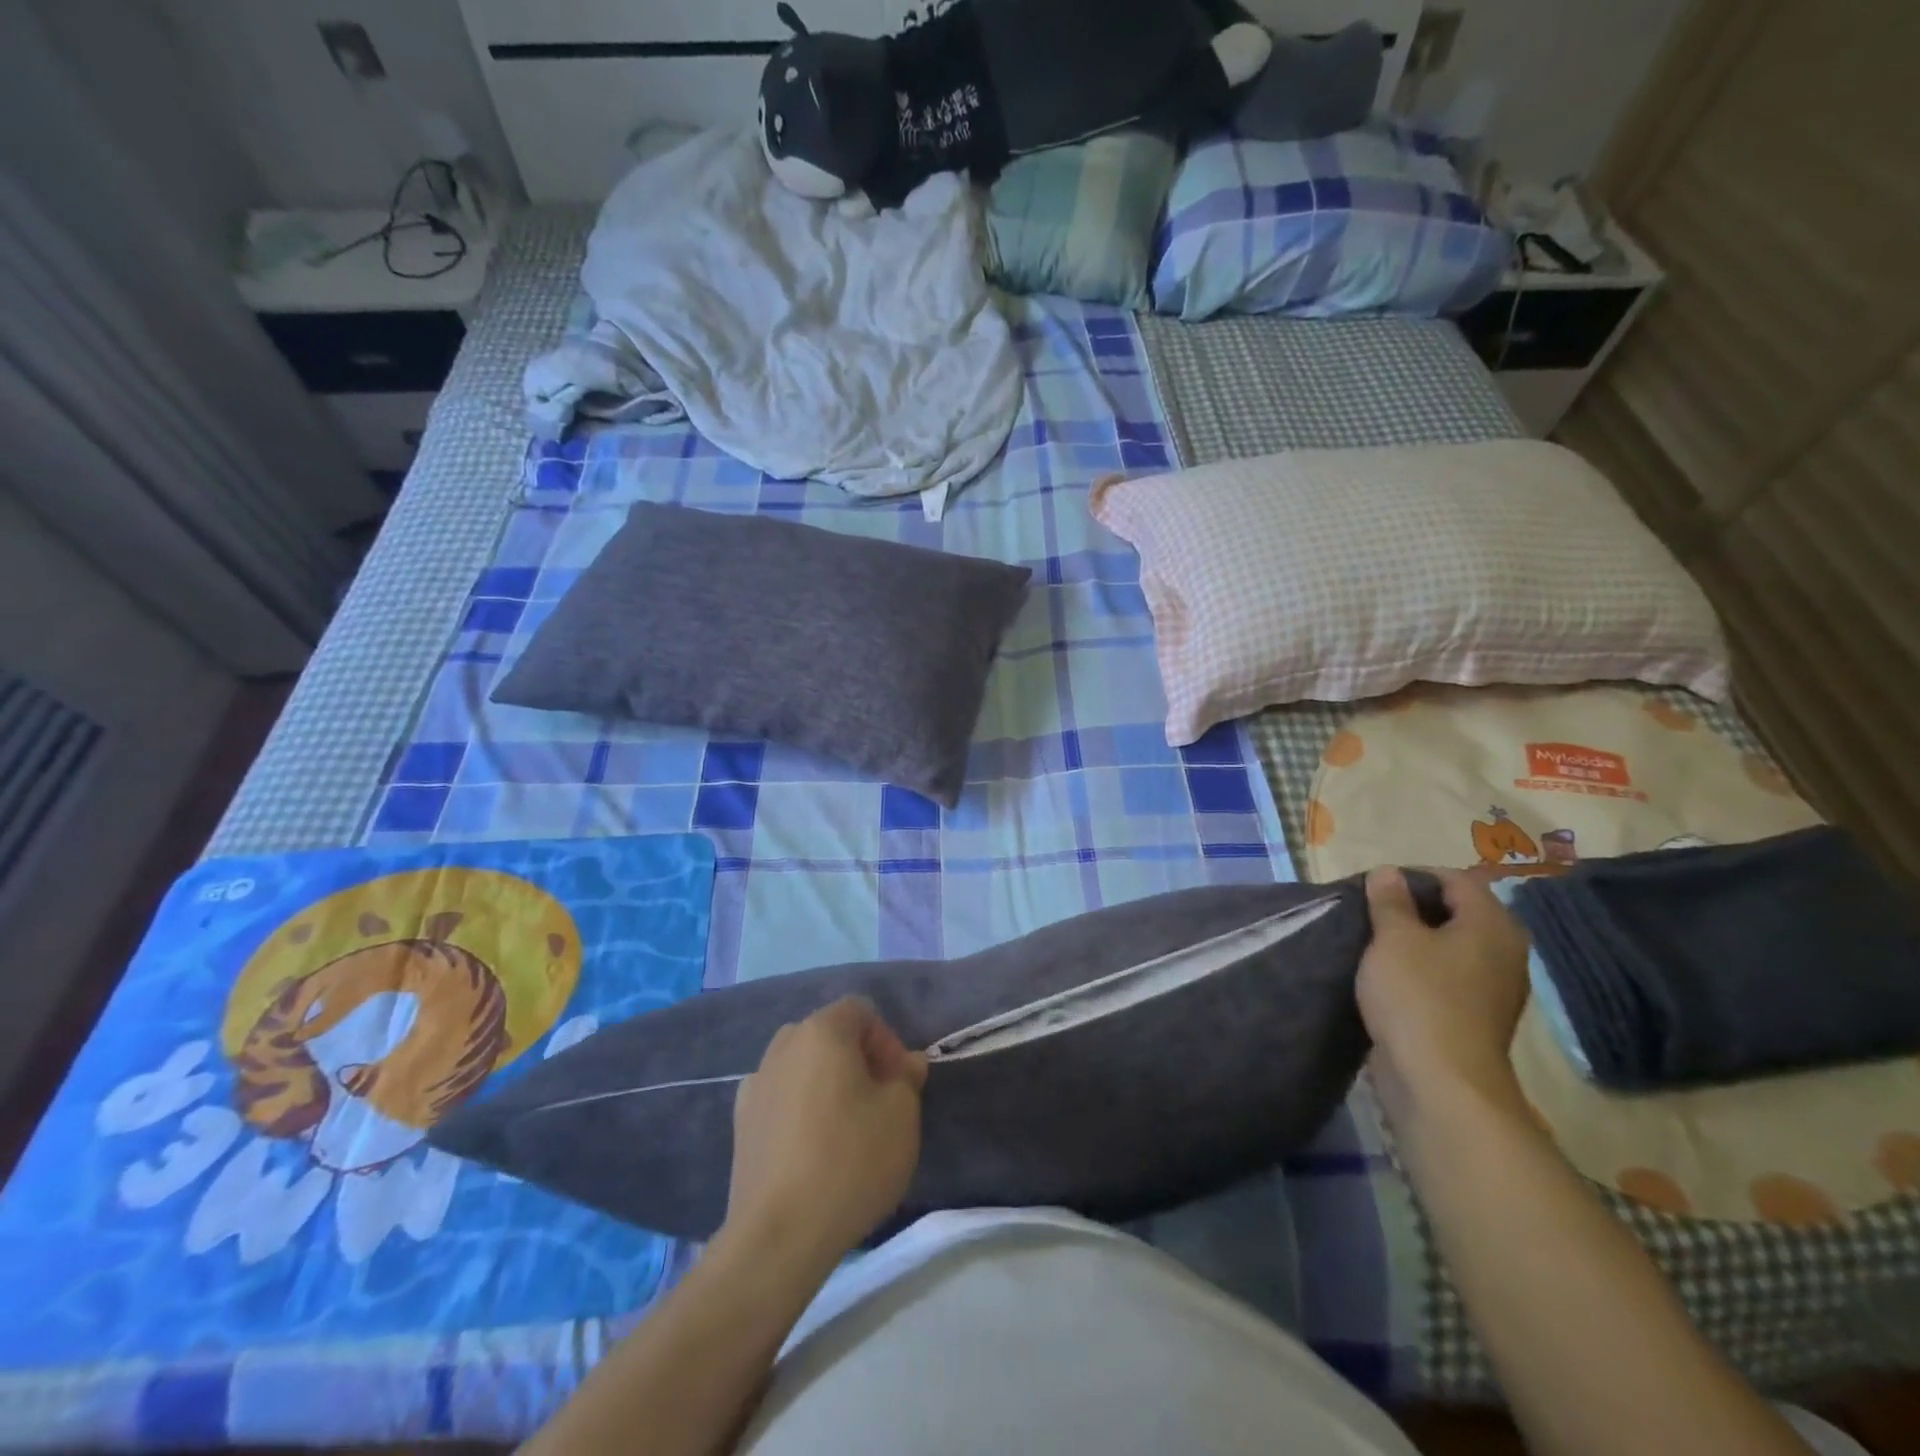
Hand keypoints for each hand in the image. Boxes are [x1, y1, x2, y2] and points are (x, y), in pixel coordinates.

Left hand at [723, 997, 927, 1270]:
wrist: (778, 1234)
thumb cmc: (850, 1161)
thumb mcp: (902, 1115)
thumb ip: (906, 1078)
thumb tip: (905, 1063)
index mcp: (821, 1031)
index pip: (860, 1011)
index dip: (887, 1041)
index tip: (899, 1083)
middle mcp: (783, 1045)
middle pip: (828, 1036)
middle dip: (858, 1060)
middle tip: (879, 1102)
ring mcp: (755, 1084)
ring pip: (802, 1067)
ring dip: (826, 1084)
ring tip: (846, 1129)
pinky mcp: (739, 1124)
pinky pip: (780, 1099)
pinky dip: (799, 1111)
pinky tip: (810, 1150)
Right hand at [1357, 867, 1532, 1121]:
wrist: (1440, 1082)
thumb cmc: (1418, 996)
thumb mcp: (1393, 938)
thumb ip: (1390, 901)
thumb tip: (1389, 872)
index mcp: (1492, 924)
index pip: (1456, 879)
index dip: (1413, 876)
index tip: (1374, 887)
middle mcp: (1503, 951)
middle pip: (1457, 912)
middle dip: (1413, 908)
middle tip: (1371, 912)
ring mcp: (1493, 987)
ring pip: (1451, 946)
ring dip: (1415, 940)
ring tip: (1374, 943)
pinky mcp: (1475, 1016)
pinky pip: (1447, 976)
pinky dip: (1421, 969)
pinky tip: (1389, 977)